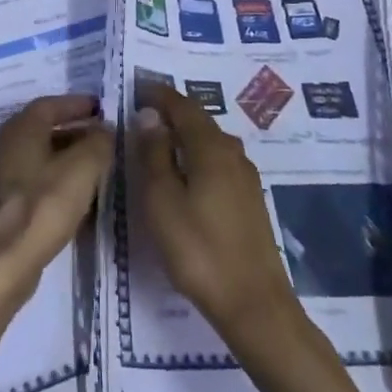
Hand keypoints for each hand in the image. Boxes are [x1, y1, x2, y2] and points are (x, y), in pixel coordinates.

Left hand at [0, 95, 114, 323]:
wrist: (3, 263)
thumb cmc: (43, 205)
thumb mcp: (83, 167)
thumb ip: (98, 142)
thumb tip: (105, 130)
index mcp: (21, 129)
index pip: (50, 104)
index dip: (76, 104)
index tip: (101, 109)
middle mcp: (6, 146)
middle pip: (43, 129)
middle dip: (74, 130)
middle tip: (103, 137)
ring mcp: (2, 178)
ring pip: (40, 157)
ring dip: (67, 157)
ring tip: (97, 167)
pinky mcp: (4, 206)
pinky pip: (36, 182)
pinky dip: (57, 180)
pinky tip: (78, 197)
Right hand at [134, 82, 301, 354]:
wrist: (254, 303)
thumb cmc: (199, 249)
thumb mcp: (162, 201)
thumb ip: (153, 154)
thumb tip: (150, 116)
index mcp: (210, 147)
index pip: (183, 106)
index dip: (159, 94)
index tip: (138, 88)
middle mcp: (232, 153)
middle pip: (200, 121)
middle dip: (172, 112)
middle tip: (144, 112)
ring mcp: (245, 177)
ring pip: (211, 142)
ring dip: (186, 134)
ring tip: (160, 141)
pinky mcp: (250, 200)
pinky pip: (219, 161)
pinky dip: (198, 155)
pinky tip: (186, 173)